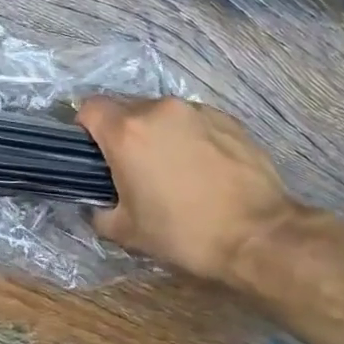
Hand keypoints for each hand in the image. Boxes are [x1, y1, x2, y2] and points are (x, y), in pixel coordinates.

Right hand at [76, 96, 298, 284]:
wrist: (257, 235)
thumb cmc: (183, 233)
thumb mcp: (127, 232)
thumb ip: (99, 211)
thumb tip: (98, 203)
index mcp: (127, 132)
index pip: (89, 108)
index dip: (86, 129)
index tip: (95, 155)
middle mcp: (159, 110)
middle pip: (126, 109)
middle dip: (123, 134)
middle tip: (134, 169)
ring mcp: (197, 111)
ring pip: (162, 114)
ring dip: (157, 134)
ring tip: (173, 170)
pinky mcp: (227, 119)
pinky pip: (193, 121)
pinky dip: (188, 137)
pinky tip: (202, 169)